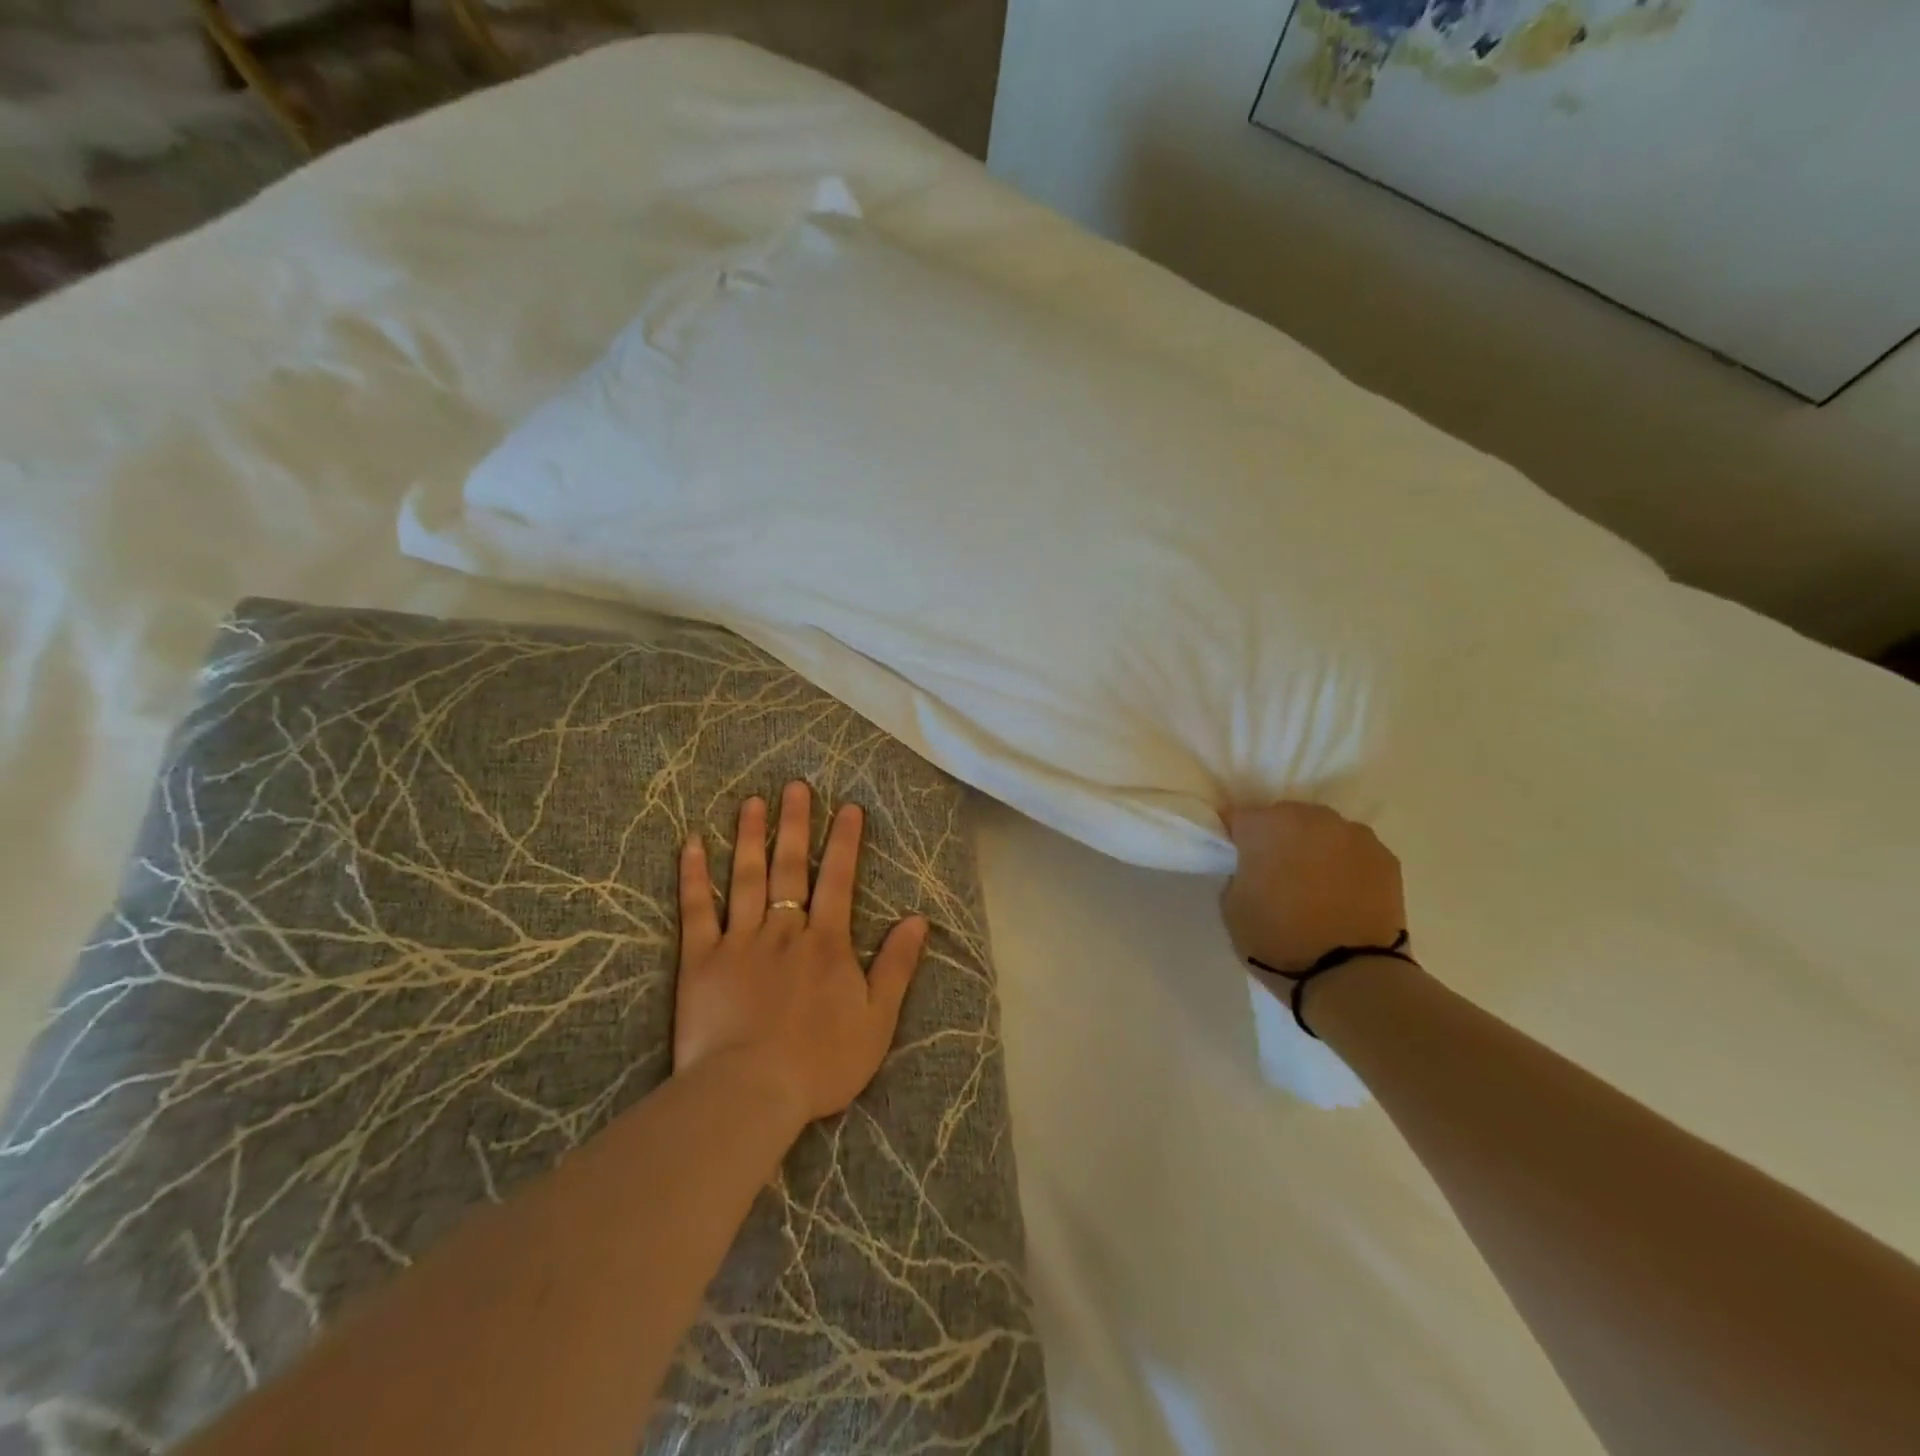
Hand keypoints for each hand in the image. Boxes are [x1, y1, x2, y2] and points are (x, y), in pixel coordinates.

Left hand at [674, 781, 928, 1129]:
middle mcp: (784, 931)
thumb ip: (896, 966)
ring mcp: (739, 942)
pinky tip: (691, 844)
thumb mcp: (877, 1020)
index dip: (845, 843)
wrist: (751, 1093)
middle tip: (796, 786)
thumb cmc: (821, 1062)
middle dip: (796, 824)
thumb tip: (917, 920)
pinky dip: (694, 877)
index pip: (839, 881)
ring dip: (750, 837)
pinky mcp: (700, 961)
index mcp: (826, 943)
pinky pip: (697, 911)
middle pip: (791, 868)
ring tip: (752, 802)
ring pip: (746, 878)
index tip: (849, 808)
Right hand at [1221, 801, 1407, 973]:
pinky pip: (1354, 852)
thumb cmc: (1277, 939)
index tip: (1238, 862)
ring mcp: (1354, 834)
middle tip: (1277, 875)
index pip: (1240, 819)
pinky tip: (1344, 895)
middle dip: (1278, 839)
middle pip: (1285, 818)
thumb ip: (1239, 872)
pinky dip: (1347, 865)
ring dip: (1315, 849)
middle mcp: (1311, 817)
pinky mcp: (1387, 857)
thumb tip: (1254, 867)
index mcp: (1266, 825)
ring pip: (1324, 832)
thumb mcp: (1231, 906)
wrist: (1350, 975)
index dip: (1236, 840)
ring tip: (1316, 886)